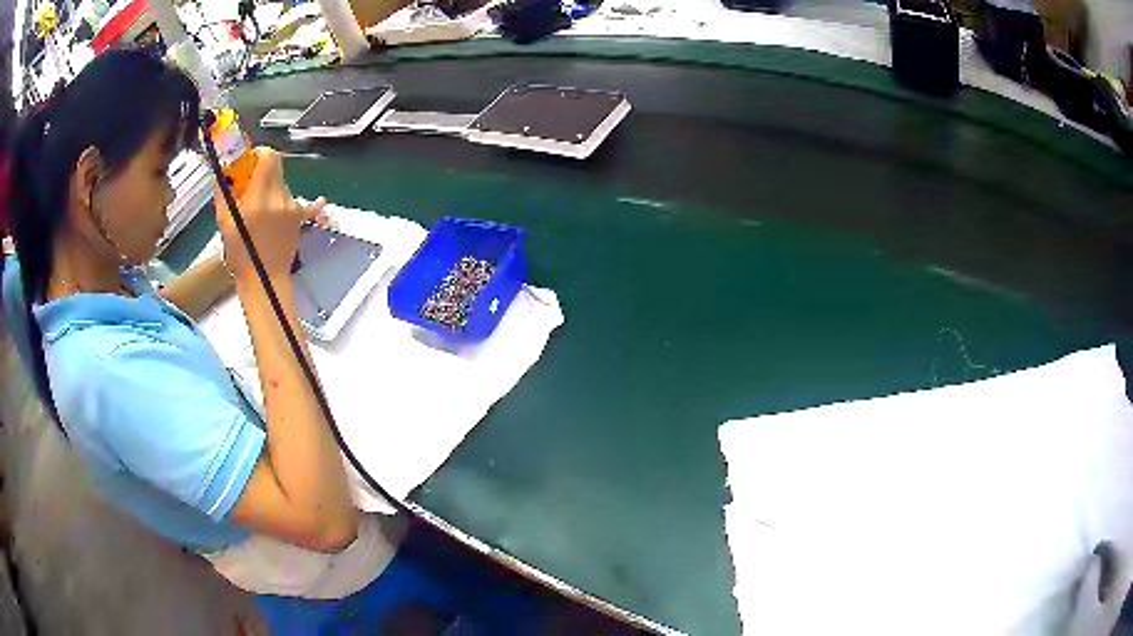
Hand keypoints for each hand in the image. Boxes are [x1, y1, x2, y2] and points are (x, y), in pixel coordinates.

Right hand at [214, 147, 326, 281]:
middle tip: (249, 183)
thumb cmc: (240, 255)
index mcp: (259, 198)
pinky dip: (304, 200)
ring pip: (282, 183)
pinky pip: (305, 202)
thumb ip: (223, 193)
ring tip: (260, 207)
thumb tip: (222, 172)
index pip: (268, 157)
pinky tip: (321, 200)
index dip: (258, 154)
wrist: (265, 280)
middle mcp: (279, 198)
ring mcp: (292, 207)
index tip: (248, 162)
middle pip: (275, 168)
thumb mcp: (224, 223)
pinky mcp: (300, 217)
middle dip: (261, 170)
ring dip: (270, 186)